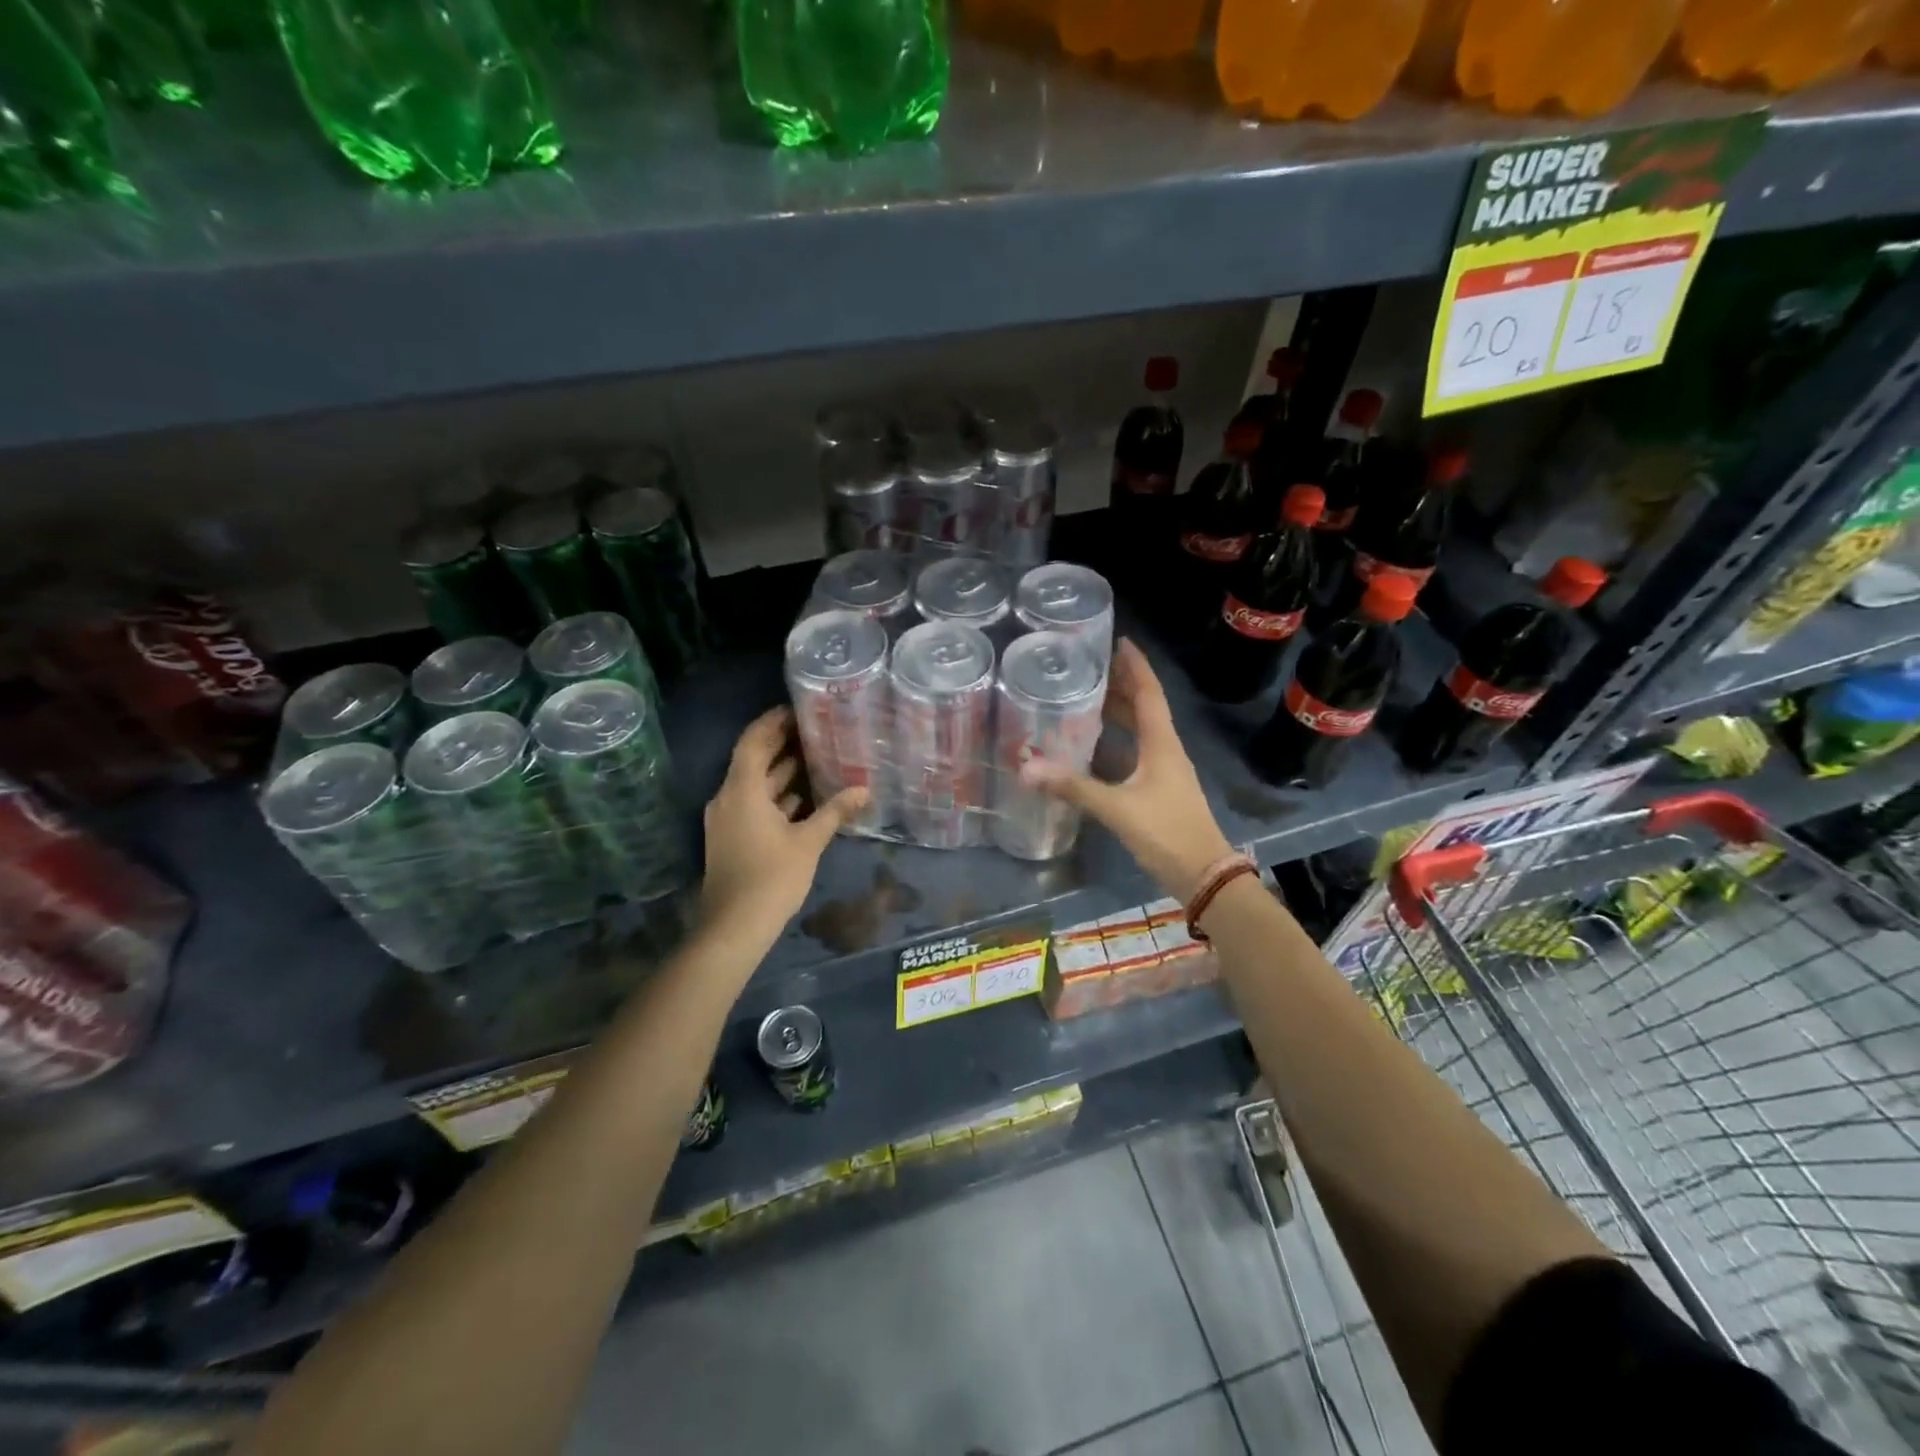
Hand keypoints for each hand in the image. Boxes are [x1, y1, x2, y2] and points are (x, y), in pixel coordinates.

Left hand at [700, 707, 866, 948]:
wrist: (734, 926)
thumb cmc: (772, 877)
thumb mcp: (808, 842)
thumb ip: (834, 811)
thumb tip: (864, 790)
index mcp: (742, 790)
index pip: (753, 741)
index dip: (772, 722)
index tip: (797, 709)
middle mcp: (728, 798)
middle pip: (752, 760)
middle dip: (780, 744)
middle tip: (814, 729)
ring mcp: (726, 819)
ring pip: (753, 784)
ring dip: (780, 771)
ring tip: (815, 756)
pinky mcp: (730, 837)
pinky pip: (752, 804)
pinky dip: (775, 796)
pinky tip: (803, 797)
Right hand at [1020, 638, 1233, 900]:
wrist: (1204, 875)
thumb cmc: (1167, 832)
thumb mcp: (1117, 808)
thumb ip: (1073, 787)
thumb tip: (1027, 769)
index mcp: (1162, 743)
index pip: (1149, 693)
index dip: (1135, 666)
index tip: (1119, 640)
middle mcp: (1165, 750)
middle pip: (1145, 707)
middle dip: (1121, 684)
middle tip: (1091, 666)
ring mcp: (1164, 771)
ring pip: (1141, 731)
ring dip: (1119, 712)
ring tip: (1088, 696)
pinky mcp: (1158, 790)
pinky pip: (1135, 753)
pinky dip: (1117, 741)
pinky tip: (1094, 745)